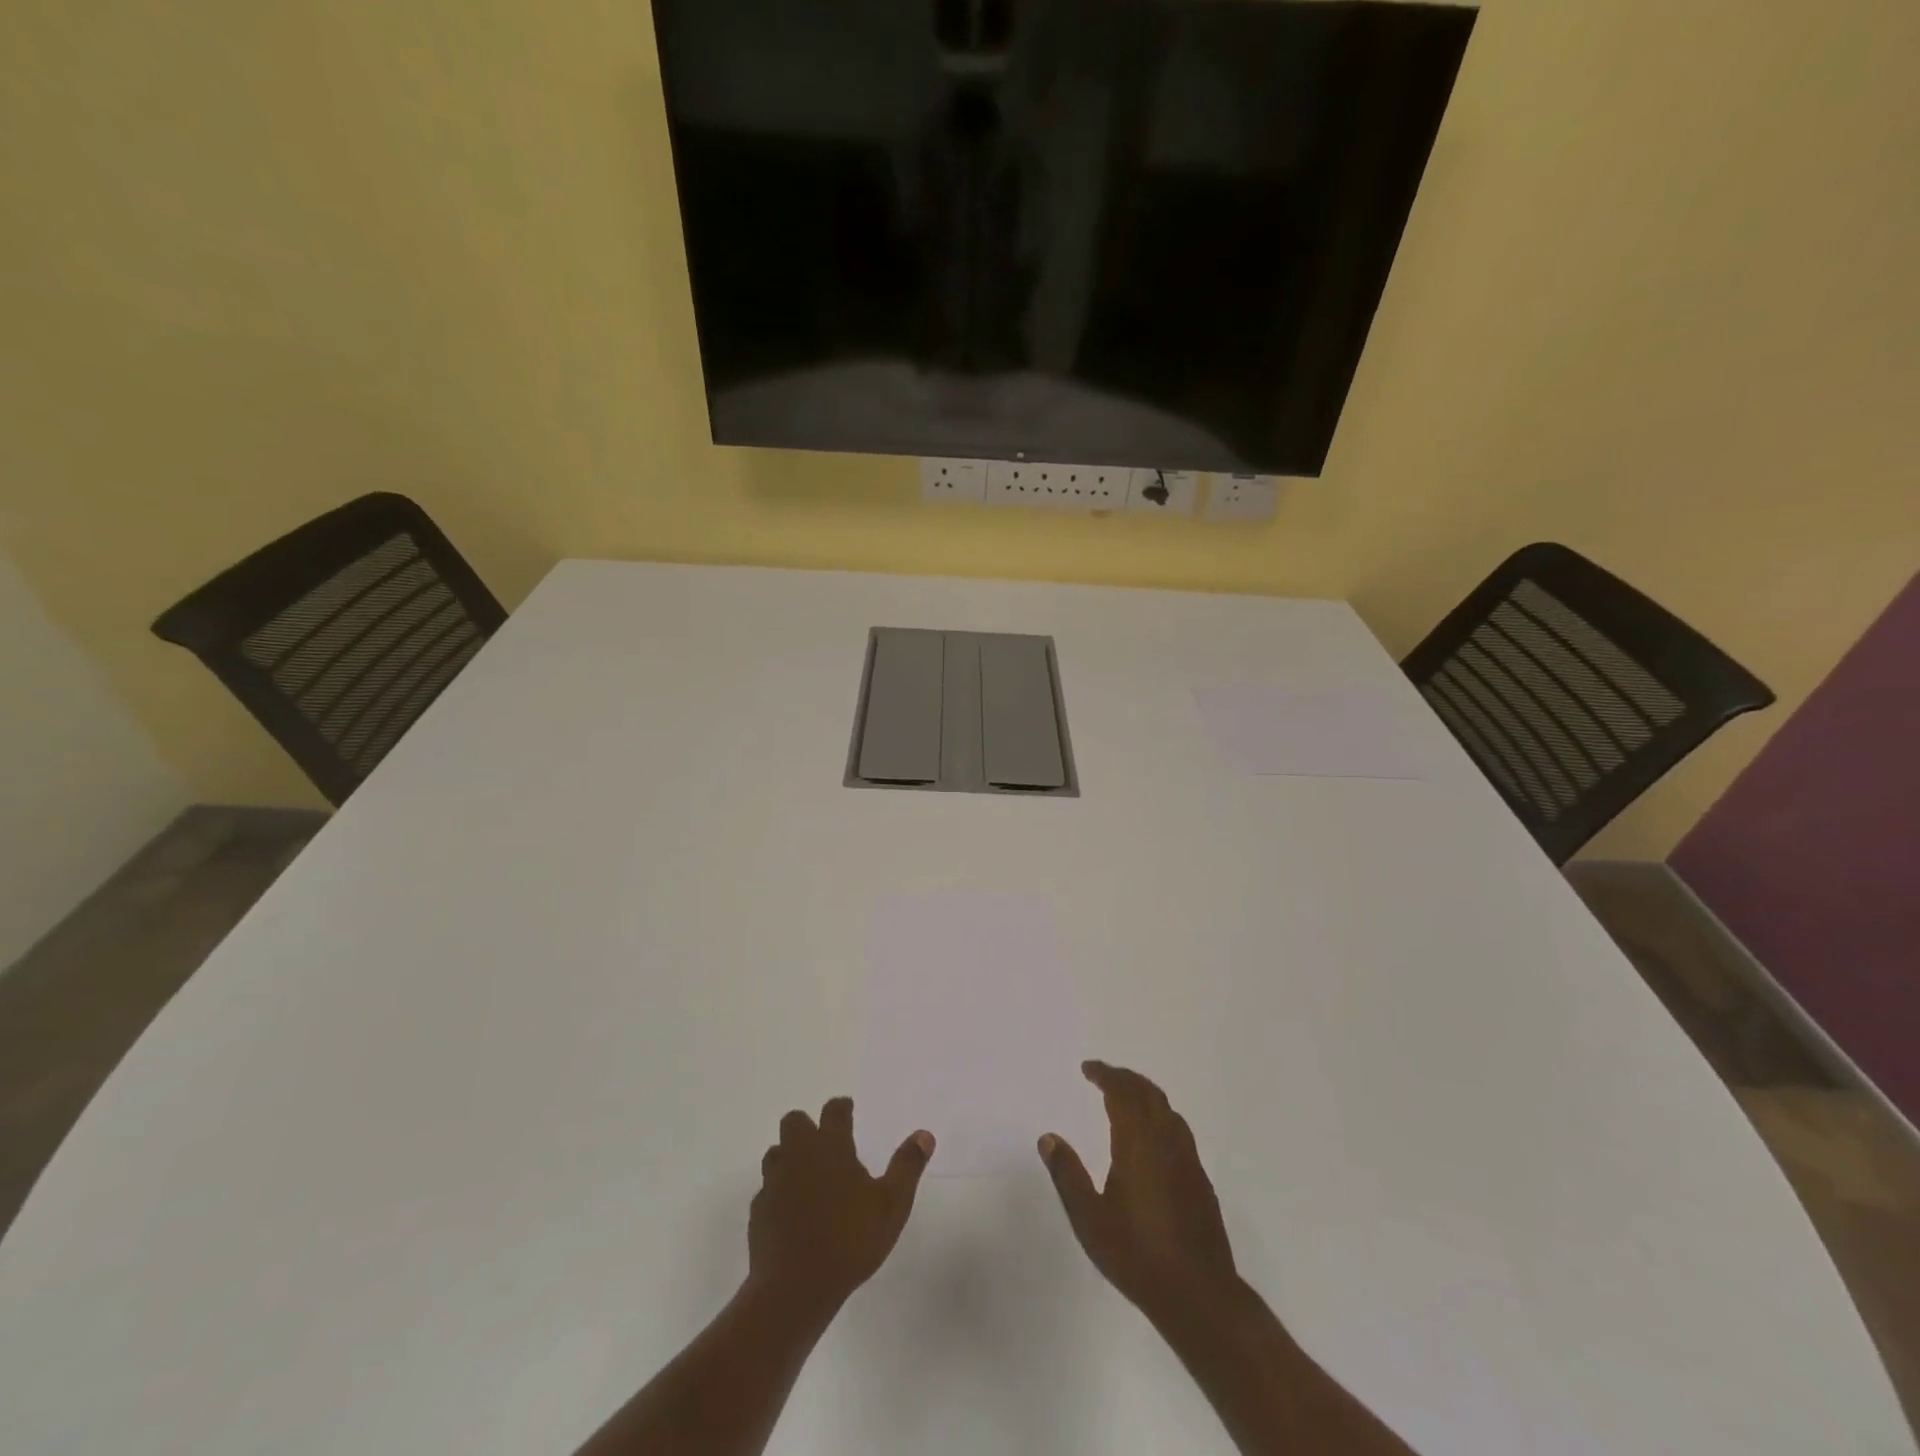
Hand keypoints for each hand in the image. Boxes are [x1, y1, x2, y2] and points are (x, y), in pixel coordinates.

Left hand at [748, 1097, 934, 1315]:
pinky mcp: (758, 1213)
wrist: (794, 1289)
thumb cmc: (850, 1239)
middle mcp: (798, 1155)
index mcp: (830, 1146)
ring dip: (789, 1156)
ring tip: (807, 1174)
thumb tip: (925, 1134)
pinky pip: (766, 1190)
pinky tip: (791, 1211)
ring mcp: (774, 1183)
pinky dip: (778, 1193)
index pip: (834, 1111)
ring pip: (776, 1153)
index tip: (847, 1109)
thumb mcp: (892, 1204)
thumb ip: (907, 1166)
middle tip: (825, 1142)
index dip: (842, 1107)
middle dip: (807, 1125)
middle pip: (794, 1122)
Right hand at [1038, 1061, 1237, 1317]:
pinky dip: (1159, 1115)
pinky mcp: (1200, 1179)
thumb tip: (1047, 1137)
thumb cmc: (1137, 1255)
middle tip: (1103, 1075)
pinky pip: (1177, 1128)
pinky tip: (1151, 1135)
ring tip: (1125, 1096)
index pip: (1122, 1092)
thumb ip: (1068, 1175)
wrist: (1199, 1294)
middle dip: (1125, 1078)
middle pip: (1148, 1093)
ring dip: (1144, 1093)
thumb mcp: (1090, 1219)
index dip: (1105, 1074)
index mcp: (1139, 1142)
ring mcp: (1188, 1159)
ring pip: (1167, 1109)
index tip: (1088, 1067)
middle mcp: (1166, 1141)